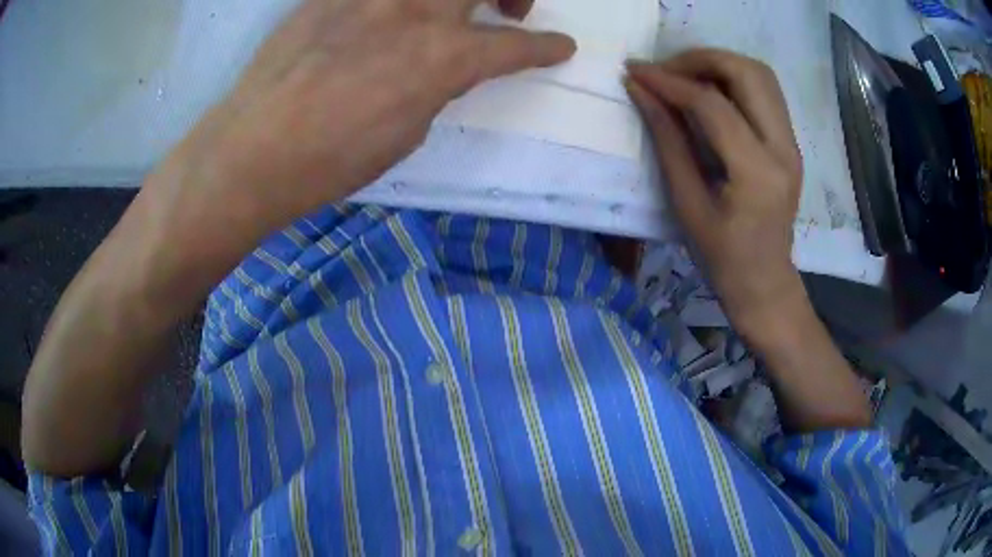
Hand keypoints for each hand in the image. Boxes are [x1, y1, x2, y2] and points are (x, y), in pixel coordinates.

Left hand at [150, 0, 574, 245]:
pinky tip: (391, 14)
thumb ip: (437, 85)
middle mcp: (416, 12)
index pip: (515, 47)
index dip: (545, 49)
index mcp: (443, 59)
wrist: (253, 149)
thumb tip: (445, 65)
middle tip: (508, 10)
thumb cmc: (330, 161)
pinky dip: (400, 1)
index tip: (560, 49)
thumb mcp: (406, 132)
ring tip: (449, 7)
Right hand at [626, 50, 804, 339]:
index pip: (713, 105)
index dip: (670, 82)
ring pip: (760, 75)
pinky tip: (707, 91)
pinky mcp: (790, 142)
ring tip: (683, 76)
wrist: (765, 283)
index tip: (635, 72)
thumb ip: (667, 140)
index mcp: (757, 173)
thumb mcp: (687, 203)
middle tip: (664, 70)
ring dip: (718, 64)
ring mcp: (792, 143)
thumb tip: (640, 90)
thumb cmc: (722, 258)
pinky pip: (764, 91)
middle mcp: (783, 149)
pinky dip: (732, 79)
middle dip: (700, 59)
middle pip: (748, 73)